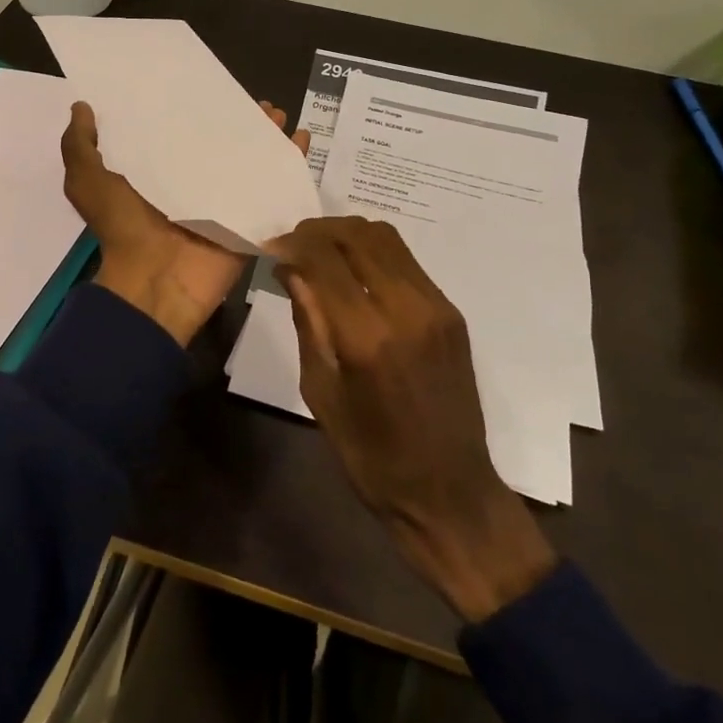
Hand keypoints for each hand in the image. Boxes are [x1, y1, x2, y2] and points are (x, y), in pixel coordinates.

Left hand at [62, 100, 308, 347]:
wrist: (155, 282)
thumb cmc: (122, 227)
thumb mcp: (87, 181)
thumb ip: (80, 145)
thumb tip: (82, 106)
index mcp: (157, 174)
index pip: (178, 134)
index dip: (193, 111)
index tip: (206, 86)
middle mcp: (193, 184)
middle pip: (223, 146)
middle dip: (240, 123)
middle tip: (256, 102)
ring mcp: (225, 202)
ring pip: (252, 162)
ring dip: (268, 137)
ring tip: (279, 115)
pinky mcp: (249, 218)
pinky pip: (275, 187)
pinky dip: (292, 163)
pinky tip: (302, 137)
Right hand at [267, 217, 556, 621]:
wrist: (450, 492)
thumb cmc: (372, 457)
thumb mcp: (321, 393)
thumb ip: (308, 322)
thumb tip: (290, 270)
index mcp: (367, 337)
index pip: (325, 258)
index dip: (293, 243)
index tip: (271, 248)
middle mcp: (407, 309)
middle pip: (357, 235)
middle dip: (317, 231)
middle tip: (292, 246)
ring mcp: (436, 307)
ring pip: (386, 239)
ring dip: (346, 235)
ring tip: (320, 252)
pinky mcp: (451, 313)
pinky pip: (406, 261)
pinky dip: (373, 252)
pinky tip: (354, 272)